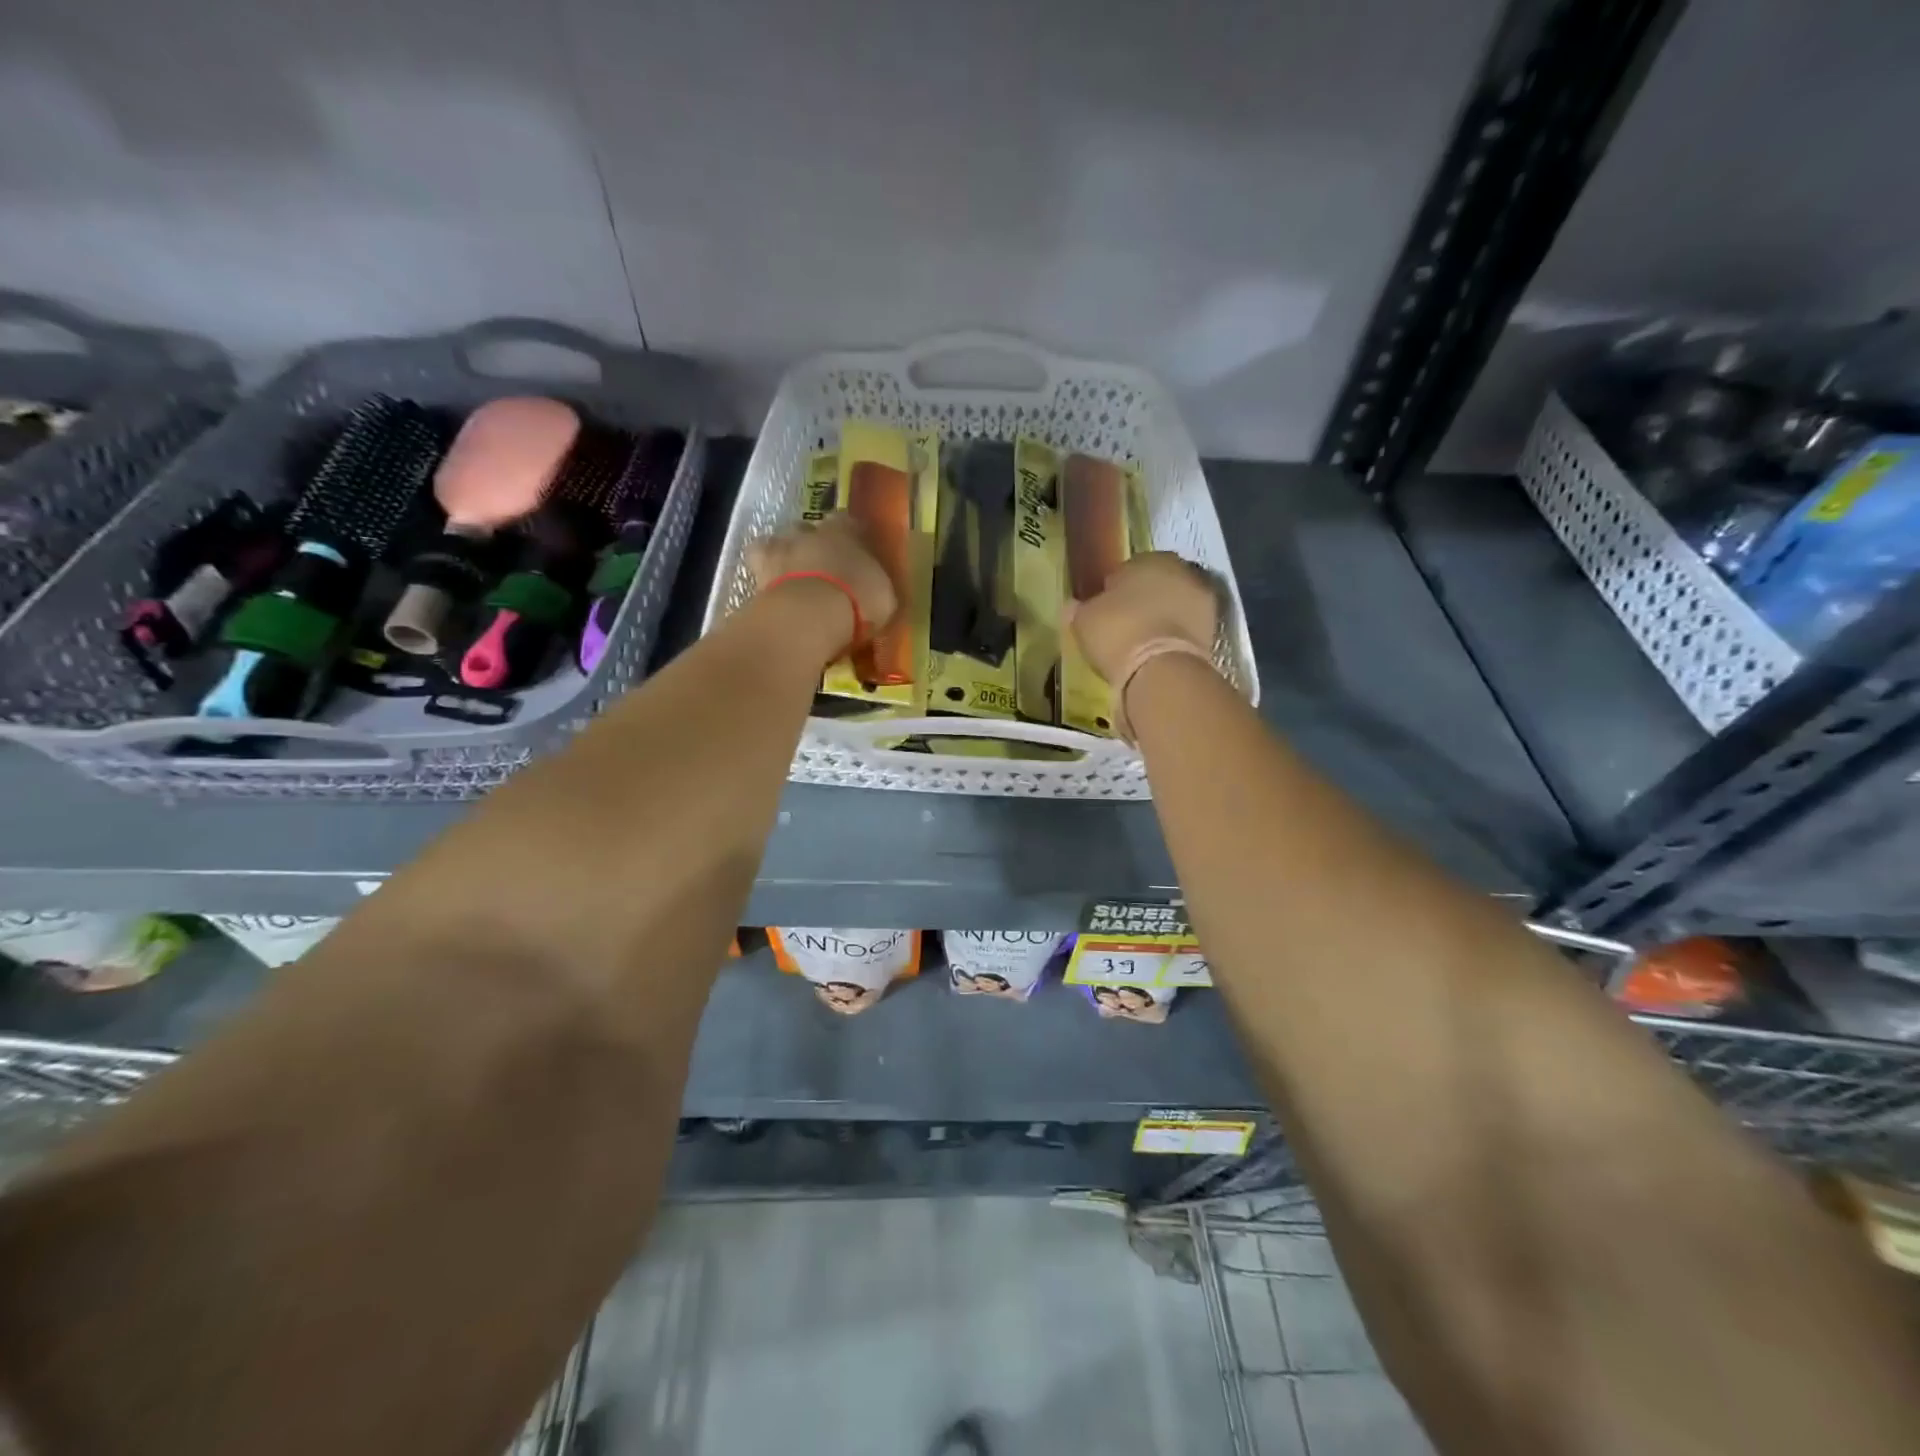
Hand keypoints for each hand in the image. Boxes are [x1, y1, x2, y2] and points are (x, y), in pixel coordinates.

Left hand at [747, 513, 899, 641]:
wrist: (810, 614)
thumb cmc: (858, 600)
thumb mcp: (884, 595)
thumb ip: (876, 584)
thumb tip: (875, 586)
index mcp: (845, 530)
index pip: (847, 522)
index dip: (849, 536)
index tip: (854, 553)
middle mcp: (810, 532)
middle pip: (807, 529)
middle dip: (811, 544)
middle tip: (820, 568)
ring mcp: (779, 548)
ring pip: (776, 542)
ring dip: (782, 556)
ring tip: (789, 578)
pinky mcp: (756, 571)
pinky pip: (758, 567)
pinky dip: (763, 576)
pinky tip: (771, 592)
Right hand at [1068, 551, 1219, 683]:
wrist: (1161, 670)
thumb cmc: (1117, 633)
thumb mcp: (1084, 620)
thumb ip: (1080, 608)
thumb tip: (1074, 605)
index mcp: (1149, 559)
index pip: (1129, 568)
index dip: (1115, 588)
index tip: (1106, 608)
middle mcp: (1182, 571)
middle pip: (1157, 584)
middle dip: (1143, 600)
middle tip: (1124, 624)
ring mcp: (1203, 600)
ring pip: (1174, 606)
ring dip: (1162, 618)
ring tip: (1141, 642)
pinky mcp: (1214, 630)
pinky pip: (1184, 629)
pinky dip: (1173, 637)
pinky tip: (1157, 653)